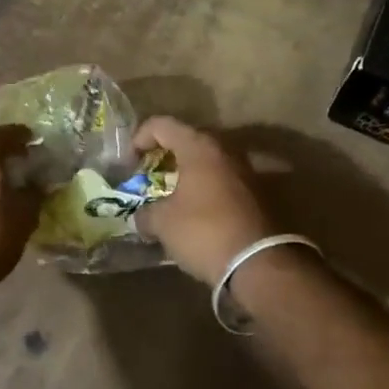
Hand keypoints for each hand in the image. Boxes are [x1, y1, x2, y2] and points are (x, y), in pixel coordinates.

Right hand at [131, 116, 274, 284]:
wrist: (259, 263)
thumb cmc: (204, 231)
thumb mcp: (163, 223)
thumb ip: (146, 213)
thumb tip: (143, 217)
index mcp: (199, 147)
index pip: (161, 125)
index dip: (139, 139)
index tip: (129, 165)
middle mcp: (225, 150)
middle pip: (187, 140)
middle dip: (164, 155)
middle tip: (148, 176)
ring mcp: (245, 170)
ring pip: (207, 161)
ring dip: (187, 173)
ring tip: (170, 196)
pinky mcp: (257, 193)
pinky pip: (222, 180)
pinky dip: (205, 189)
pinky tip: (195, 211)